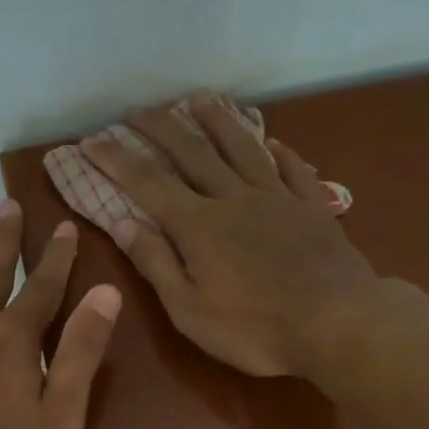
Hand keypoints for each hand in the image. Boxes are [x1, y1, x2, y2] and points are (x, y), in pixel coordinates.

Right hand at [81, 93, 377, 376]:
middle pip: (192, 152)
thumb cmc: (254, 329)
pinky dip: (279, 152)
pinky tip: (272, 141)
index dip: (117, 161)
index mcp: (199, 226)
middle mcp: (234, 198)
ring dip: (217, 121)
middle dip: (160, 128)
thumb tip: (122, 222)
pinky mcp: (312, 208)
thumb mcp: (189, 310)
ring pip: (242, 148)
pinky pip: (293, 169)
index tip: (91, 142)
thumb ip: (156, 263)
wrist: (337, 324)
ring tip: (199, 99)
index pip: (148, 184)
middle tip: (138, 109)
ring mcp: (277, 198)